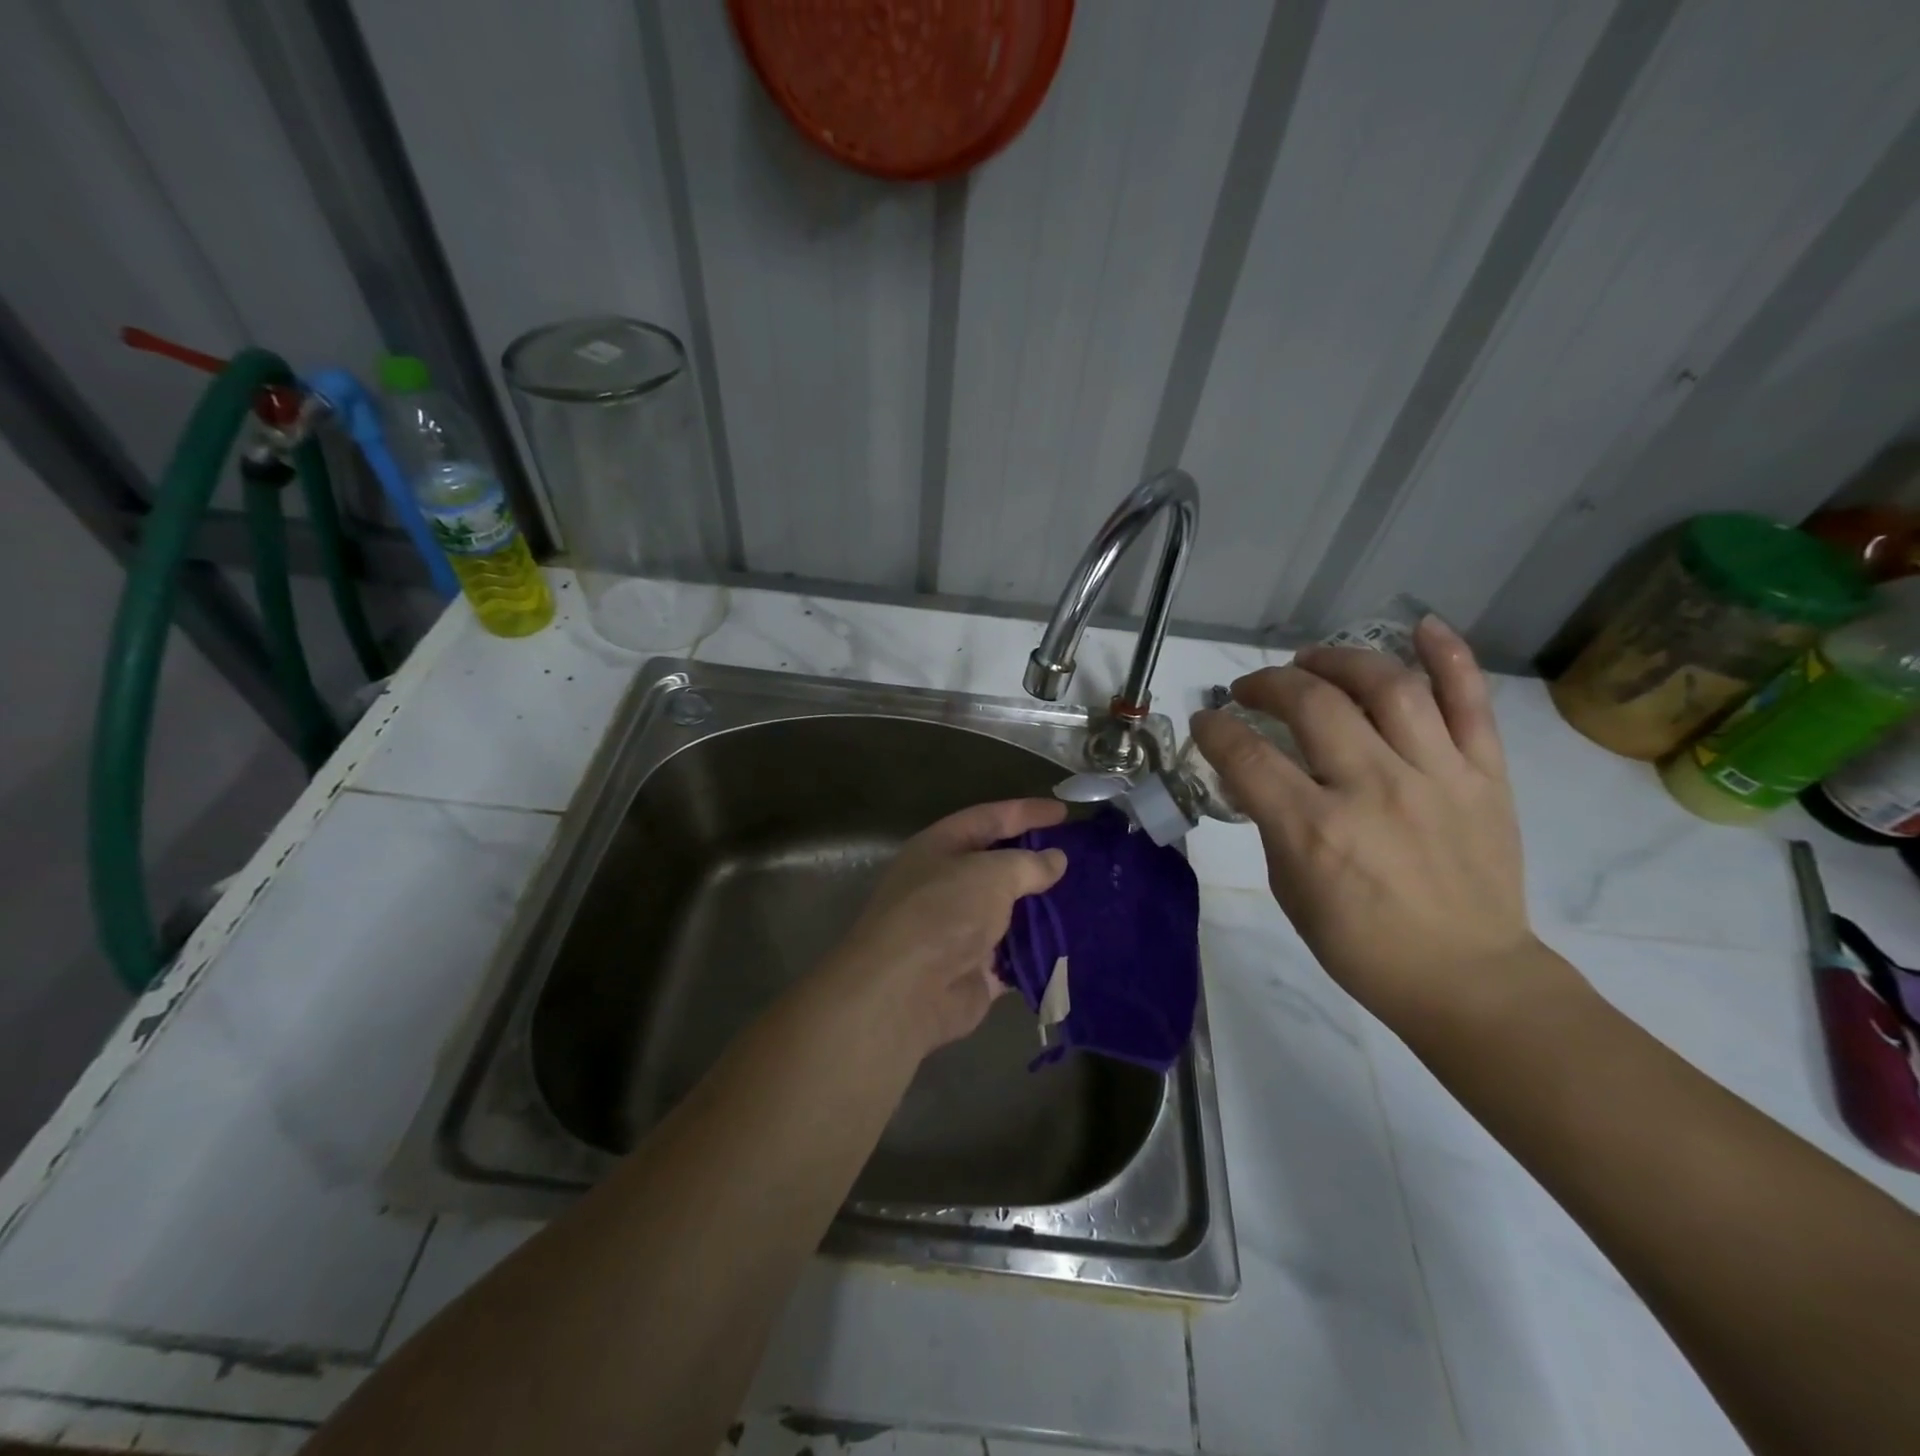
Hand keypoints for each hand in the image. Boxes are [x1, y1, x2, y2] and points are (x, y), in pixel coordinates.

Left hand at [825, 799, 1068, 1056]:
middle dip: (1037, 862)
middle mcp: (947, 884)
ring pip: (1009, 912)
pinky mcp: (975, 970)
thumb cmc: (943, 912)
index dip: (1025, 812)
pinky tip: (1075, 941)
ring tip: (1088, 899)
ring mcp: (960, 929)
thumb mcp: (990, 873)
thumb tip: (1055, 859)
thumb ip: (1027, 863)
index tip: (1064, 812)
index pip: (988, 818)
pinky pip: (1015, 954)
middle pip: (998, 866)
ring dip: (1043, 908)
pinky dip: (1040, 950)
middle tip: (1082, 858)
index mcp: (940, 848)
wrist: (906, 991)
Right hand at [1189, 616, 1535, 1024]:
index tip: (1207, 721)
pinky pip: (1471, 703)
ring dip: (1339, 659)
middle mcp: (1374, 790)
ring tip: (1313, 661)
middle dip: (1268, 683)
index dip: (1215, 728)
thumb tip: (1253, 770)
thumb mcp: (1289, 888)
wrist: (1468, 979)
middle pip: (1312, 703)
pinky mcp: (1484, 776)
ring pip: (1387, 686)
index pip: (1247, 755)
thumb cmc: (1361, 944)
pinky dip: (1448, 658)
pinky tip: (1420, 628)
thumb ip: (1270, 820)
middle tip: (1253, 688)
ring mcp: (1436, 777)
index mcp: (1315, 830)